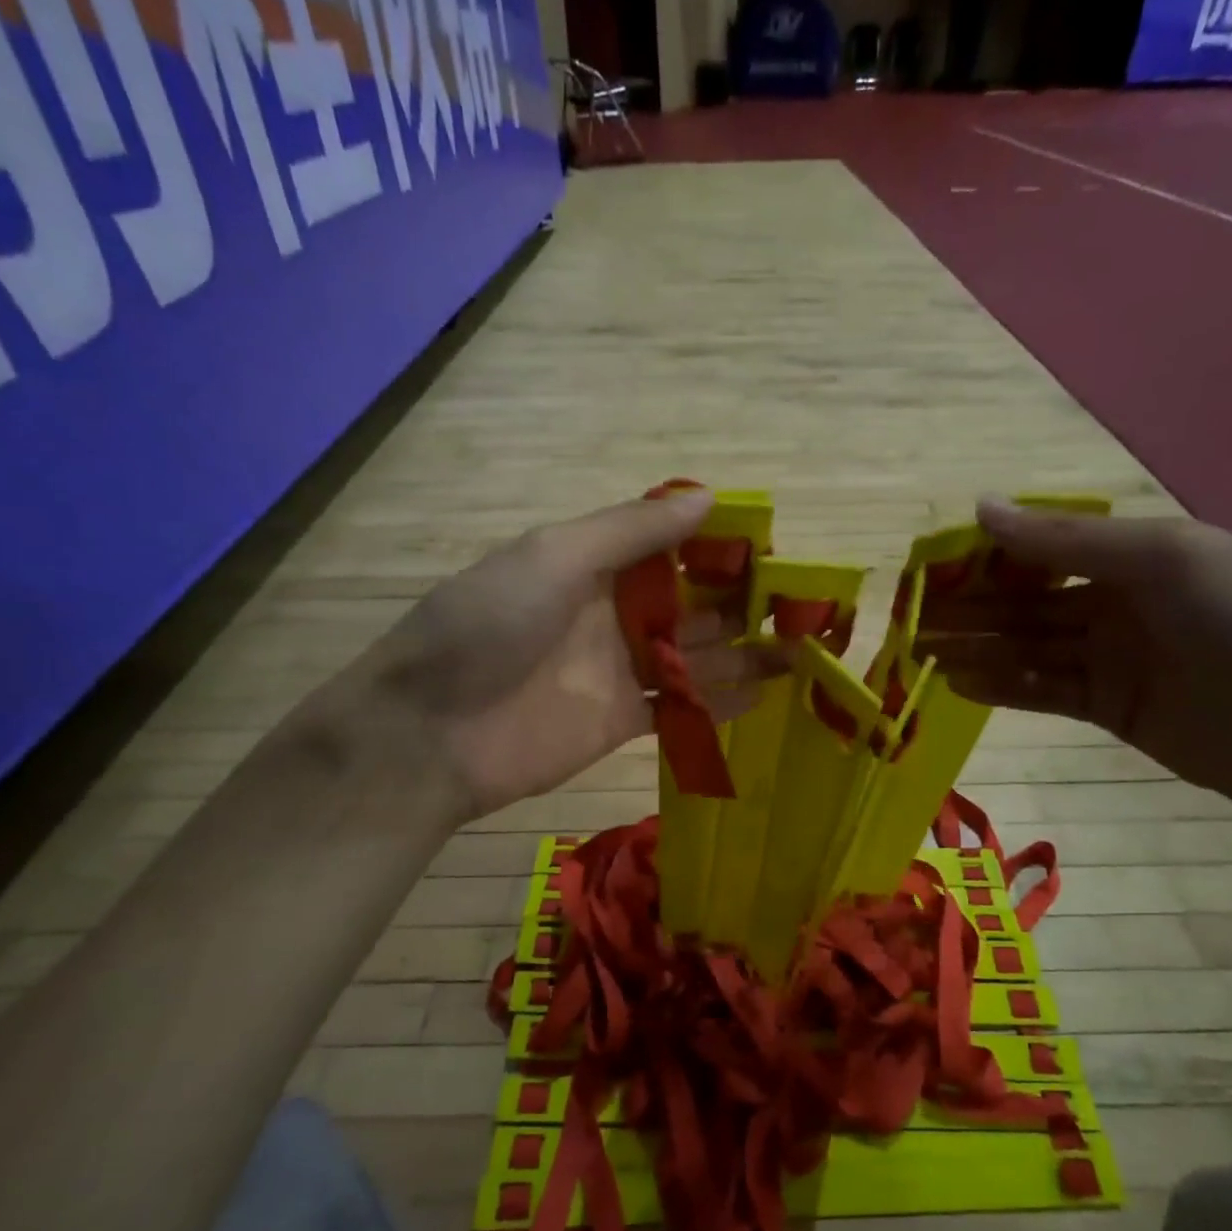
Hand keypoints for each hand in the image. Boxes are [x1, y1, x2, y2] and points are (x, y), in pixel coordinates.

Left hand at [330, 492, 779, 823]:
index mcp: (592, 564)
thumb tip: (709, 497)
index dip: (718, 546)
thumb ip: (631, 530)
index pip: (669, 547)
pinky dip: (717, 701)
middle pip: (690, 603)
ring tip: (799, 651)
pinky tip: (761, 693)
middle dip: (741, 602)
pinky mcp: (620, 722)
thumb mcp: (554, 557)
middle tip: (802, 607)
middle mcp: (611, 613)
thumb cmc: (486, 627)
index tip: (773, 548)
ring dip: (742, 652)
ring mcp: (617, 670)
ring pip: (693, 657)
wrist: (429, 733)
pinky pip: (679, 708)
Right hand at [914, 501, 1231, 822]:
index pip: (1041, 548)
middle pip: (1024, 601)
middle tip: (908, 618)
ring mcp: (1111, 658)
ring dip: (974, 647)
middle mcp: (1116, 600)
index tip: (930, 565)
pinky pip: (1041, 690)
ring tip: (918, 653)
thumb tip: (980, 507)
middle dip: (967, 607)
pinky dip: (1001, 686)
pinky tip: (957, 683)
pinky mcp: (1108, 708)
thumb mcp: (1165, 560)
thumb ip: (1066, 539)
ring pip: (1025, 646)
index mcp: (1135, 552)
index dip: (985, 555)